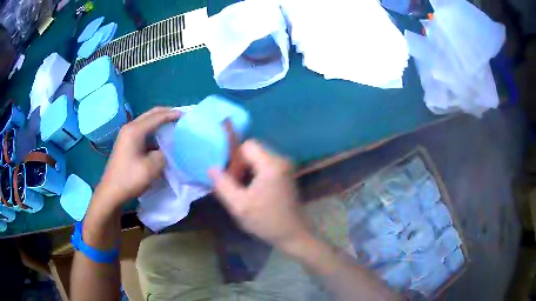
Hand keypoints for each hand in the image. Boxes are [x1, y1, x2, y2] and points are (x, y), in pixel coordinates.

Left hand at [96, 107, 180, 206]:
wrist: (111, 192)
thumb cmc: (130, 179)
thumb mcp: (152, 168)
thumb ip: (163, 154)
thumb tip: (164, 150)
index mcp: (135, 131)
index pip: (157, 117)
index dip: (172, 115)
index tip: (186, 115)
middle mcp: (129, 128)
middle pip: (150, 114)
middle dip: (165, 113)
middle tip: (180, 115)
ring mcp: (126, 135)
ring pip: (146, 122)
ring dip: (159, 121)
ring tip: (172, 124)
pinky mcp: (125, 143)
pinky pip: (142, 130)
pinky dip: (152, 130)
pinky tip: (159, 137)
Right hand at [208, 140, 311, 252]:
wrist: (293, 234)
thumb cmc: (266, 221)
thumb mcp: (239, 205)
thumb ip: (223, 184)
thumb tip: (211, 168)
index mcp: (271, 164)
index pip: (247, 145)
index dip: (234, 159)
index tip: (231, 178)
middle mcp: (281, 160)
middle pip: (253, 151)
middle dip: (240, 165)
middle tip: (235, 186)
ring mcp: (286, 168)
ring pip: (258, 159)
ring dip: (247, 171)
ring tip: (242, 191)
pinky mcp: (286, 175)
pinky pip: (266, 167)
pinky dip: (256, 175)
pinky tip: (253, 193)